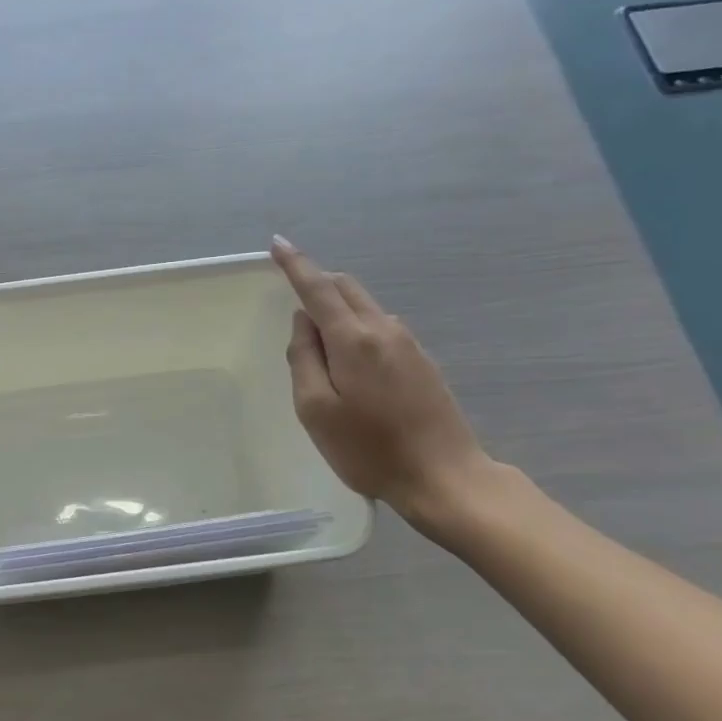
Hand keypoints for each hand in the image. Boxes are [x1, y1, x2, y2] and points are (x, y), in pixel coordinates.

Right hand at [271, 236, 496, 527]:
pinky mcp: (422, 362)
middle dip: (318, 283)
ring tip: (321, 352)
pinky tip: (351, 366)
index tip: (278, 244)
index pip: (319, 288)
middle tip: (293, 303)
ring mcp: (409, 344)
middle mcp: (384, 330)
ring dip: (338, 310)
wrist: (443, 477)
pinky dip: (357, 329)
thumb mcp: (315, 409)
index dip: (296, 265)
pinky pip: (380, 328)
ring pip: (365, 307)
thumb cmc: (368, 449)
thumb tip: (303, 322)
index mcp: (354, 339)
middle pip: (347, 288)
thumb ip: (303, 358)